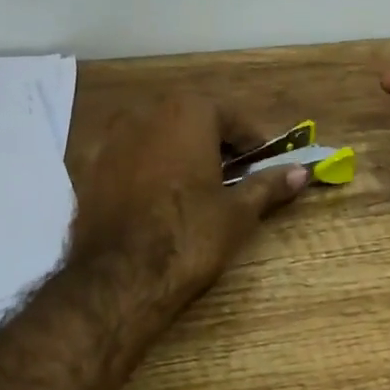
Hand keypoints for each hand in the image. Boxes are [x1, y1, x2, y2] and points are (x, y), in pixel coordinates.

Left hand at [70, 94, 307, 295]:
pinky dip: (146, 168)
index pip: (230, 116)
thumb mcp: (237, 212)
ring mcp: (110, 139)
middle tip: (233, 174)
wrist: (119, 277)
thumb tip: (301, 172)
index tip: (262, 162)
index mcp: (187, 112)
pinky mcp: (87, 168)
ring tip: (195, 186)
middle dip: (214, 142)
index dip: (251, 141)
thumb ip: (268, 185)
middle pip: (191, 120)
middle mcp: (145, 113)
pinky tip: (156, 198)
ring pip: (156, 136)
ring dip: (178, 152)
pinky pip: (128, 158)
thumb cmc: (189, 236)